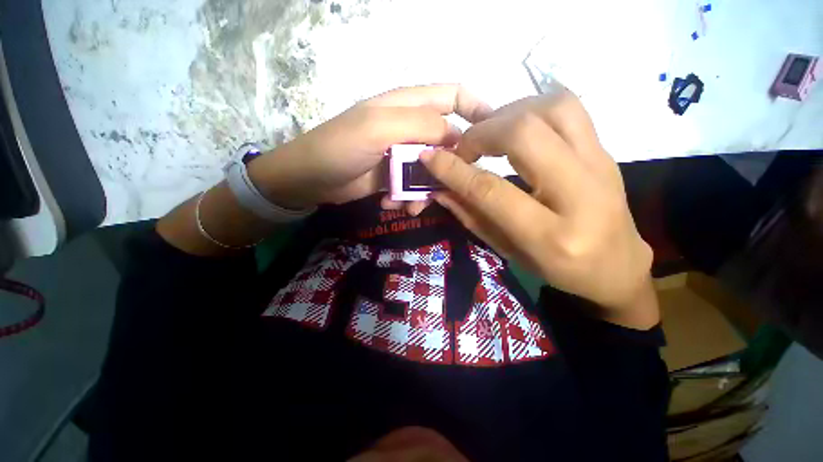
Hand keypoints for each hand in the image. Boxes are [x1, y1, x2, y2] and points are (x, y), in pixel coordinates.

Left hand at [248, 84, 492, 214]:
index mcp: (408, 106)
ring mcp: (402, 155)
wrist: (309, 179)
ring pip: (432, 170)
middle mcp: (409, 128)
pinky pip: (414, 188)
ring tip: (410, 206)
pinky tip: (393, 206)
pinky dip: (408, 200)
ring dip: (426, 191)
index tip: (494, 134)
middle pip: (447, 142)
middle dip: (450, 167)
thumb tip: (456, 136)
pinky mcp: (394, 177)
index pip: (453, 96)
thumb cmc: (339, 147)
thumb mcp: (379, 128)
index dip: (478, 108)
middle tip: (447, 187)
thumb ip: (421, 125)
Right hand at [420, 87, 657, 328]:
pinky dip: (532, 107)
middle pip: (525, 135)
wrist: (617, 264)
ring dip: (508, 113)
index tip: (429, 156)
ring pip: (552, 108)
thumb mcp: (507, 250)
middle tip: (465, 148)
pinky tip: (515, 126)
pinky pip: (569, 108)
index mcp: (550, 235)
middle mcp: (580, 194)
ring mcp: (601, 164)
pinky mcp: (606, 150)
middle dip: (482, 133)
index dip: (455, 170)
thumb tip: (439, 189)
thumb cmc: (558, 268)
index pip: (492, 189)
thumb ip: (471, 216)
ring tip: (489, 134)